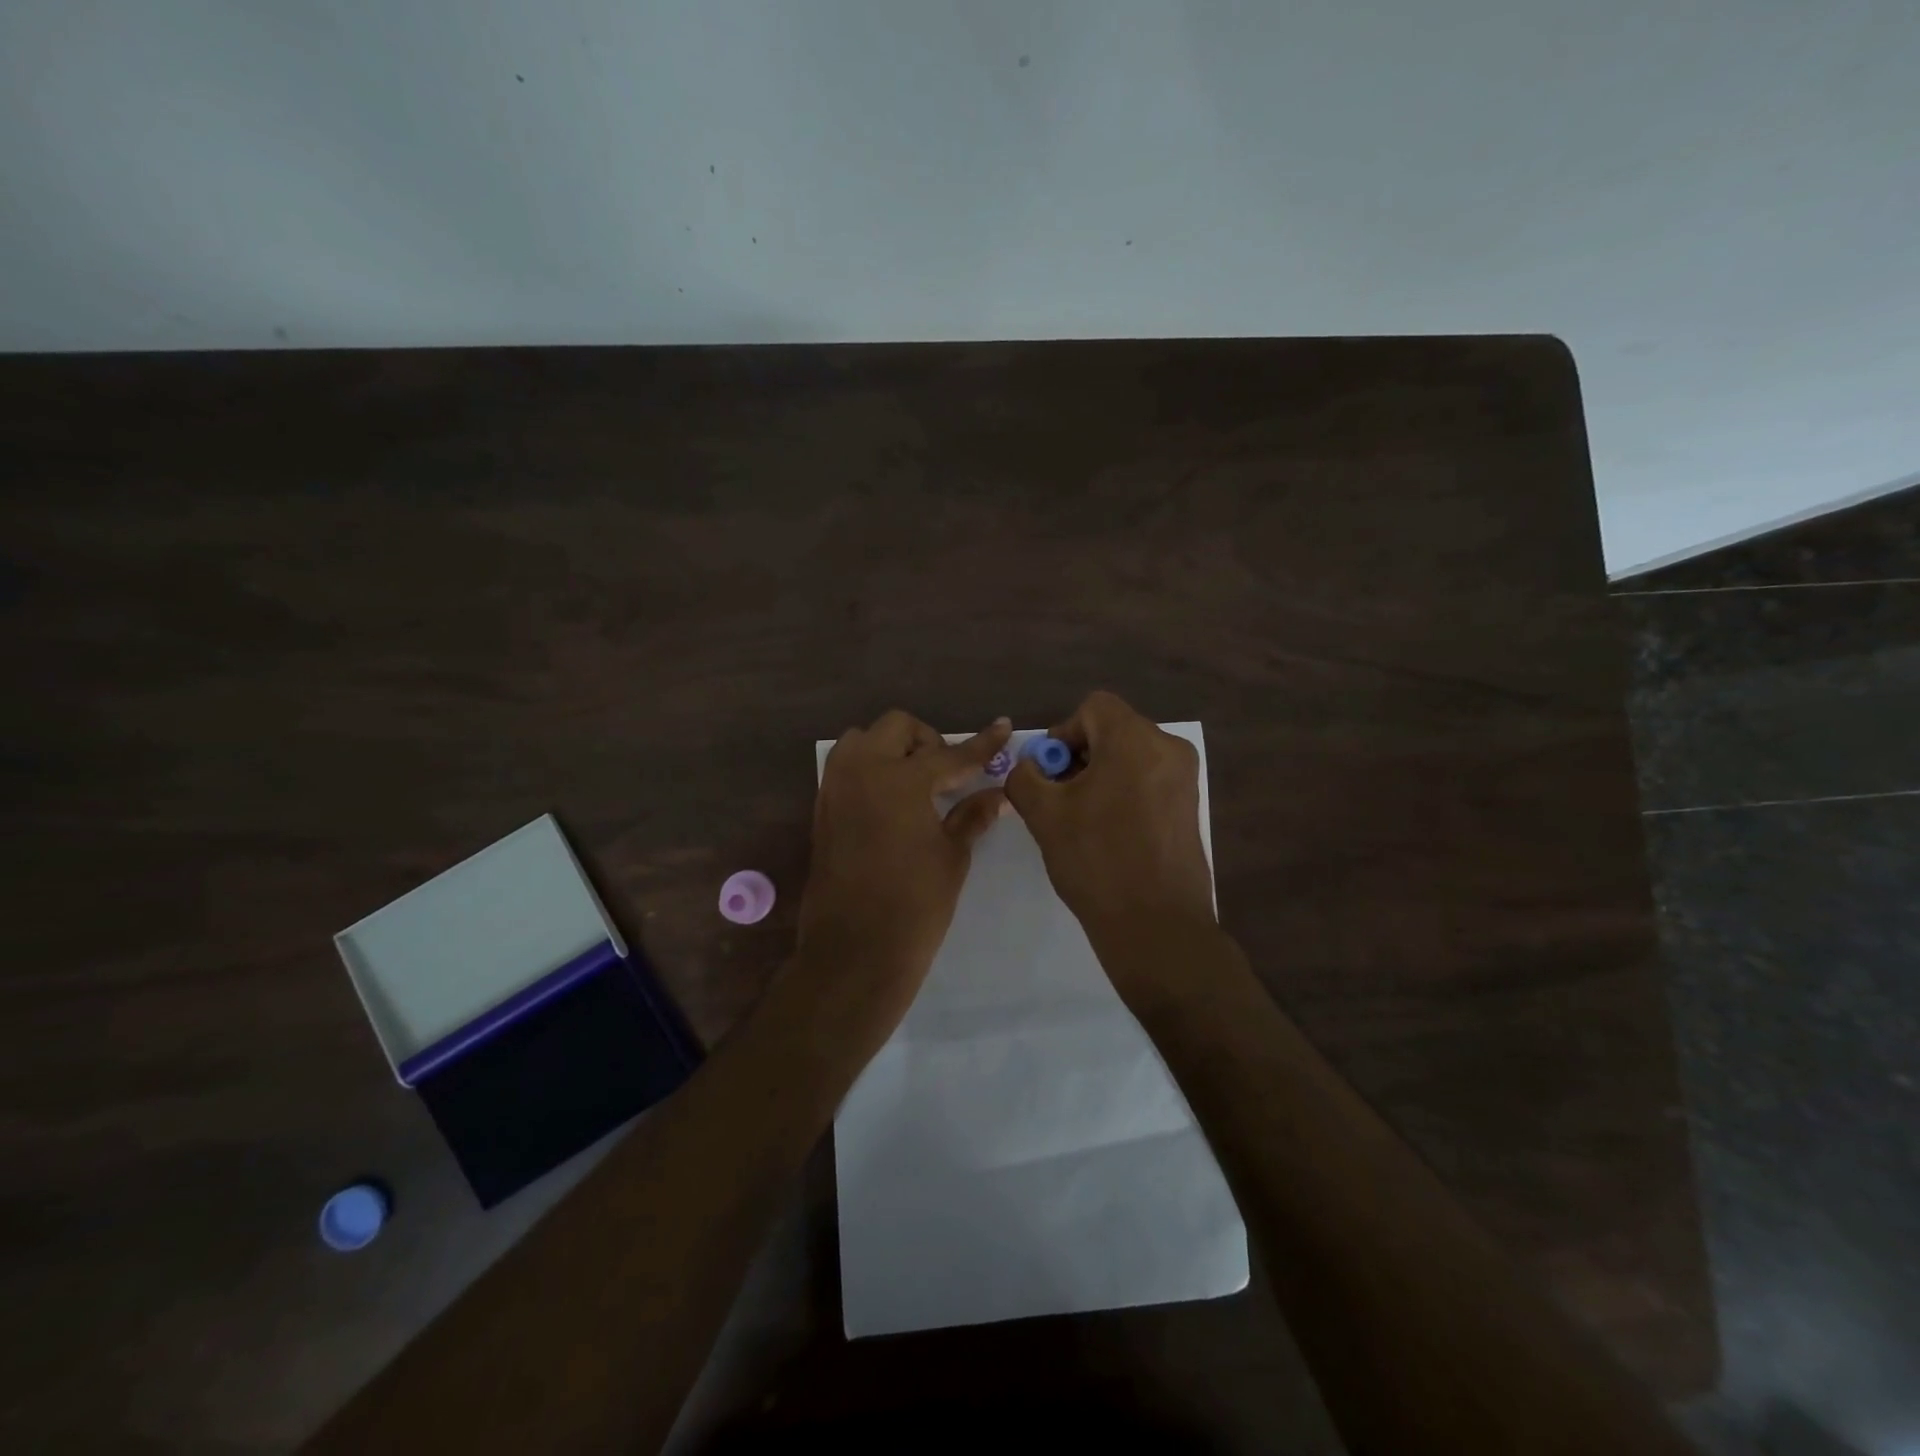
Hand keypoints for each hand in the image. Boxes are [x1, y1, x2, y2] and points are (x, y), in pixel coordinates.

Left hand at [798, 711, 1011, 1024]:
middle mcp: (861, 771)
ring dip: (891, 749)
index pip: (950, 753)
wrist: (854, 951)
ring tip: (916, 784)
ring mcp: (835, 788)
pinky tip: (892, 802)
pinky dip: (870, 770)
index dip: (981, 743)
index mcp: (900, 779)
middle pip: (896, 727)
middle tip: (948, 773)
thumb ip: (972, 815)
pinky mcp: (822, 809)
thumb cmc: (914, 905)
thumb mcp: (952, 856)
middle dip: (927, 741)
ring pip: (862, 741)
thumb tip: (999, 793)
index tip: (1003, 726)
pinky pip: (845, 768)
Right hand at [1003, 691, 1215, 952]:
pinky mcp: (1189, 807)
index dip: (1062, 734)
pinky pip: (1148, 781)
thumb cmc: (1097, 861)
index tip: (1050, 774)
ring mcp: (1185, 779)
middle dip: (1079, 757)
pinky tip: (1109, 833)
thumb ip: (1025, 777)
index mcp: (1135, 739)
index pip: (1093, 708)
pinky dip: (1123, 792)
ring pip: (1130, 757)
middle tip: (1058, 798)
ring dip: (1099, 776)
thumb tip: (1029, 768)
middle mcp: (1168, 749)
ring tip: (1080, 819)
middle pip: (1112, 730)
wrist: (1156, 926)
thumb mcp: (1044, 815)